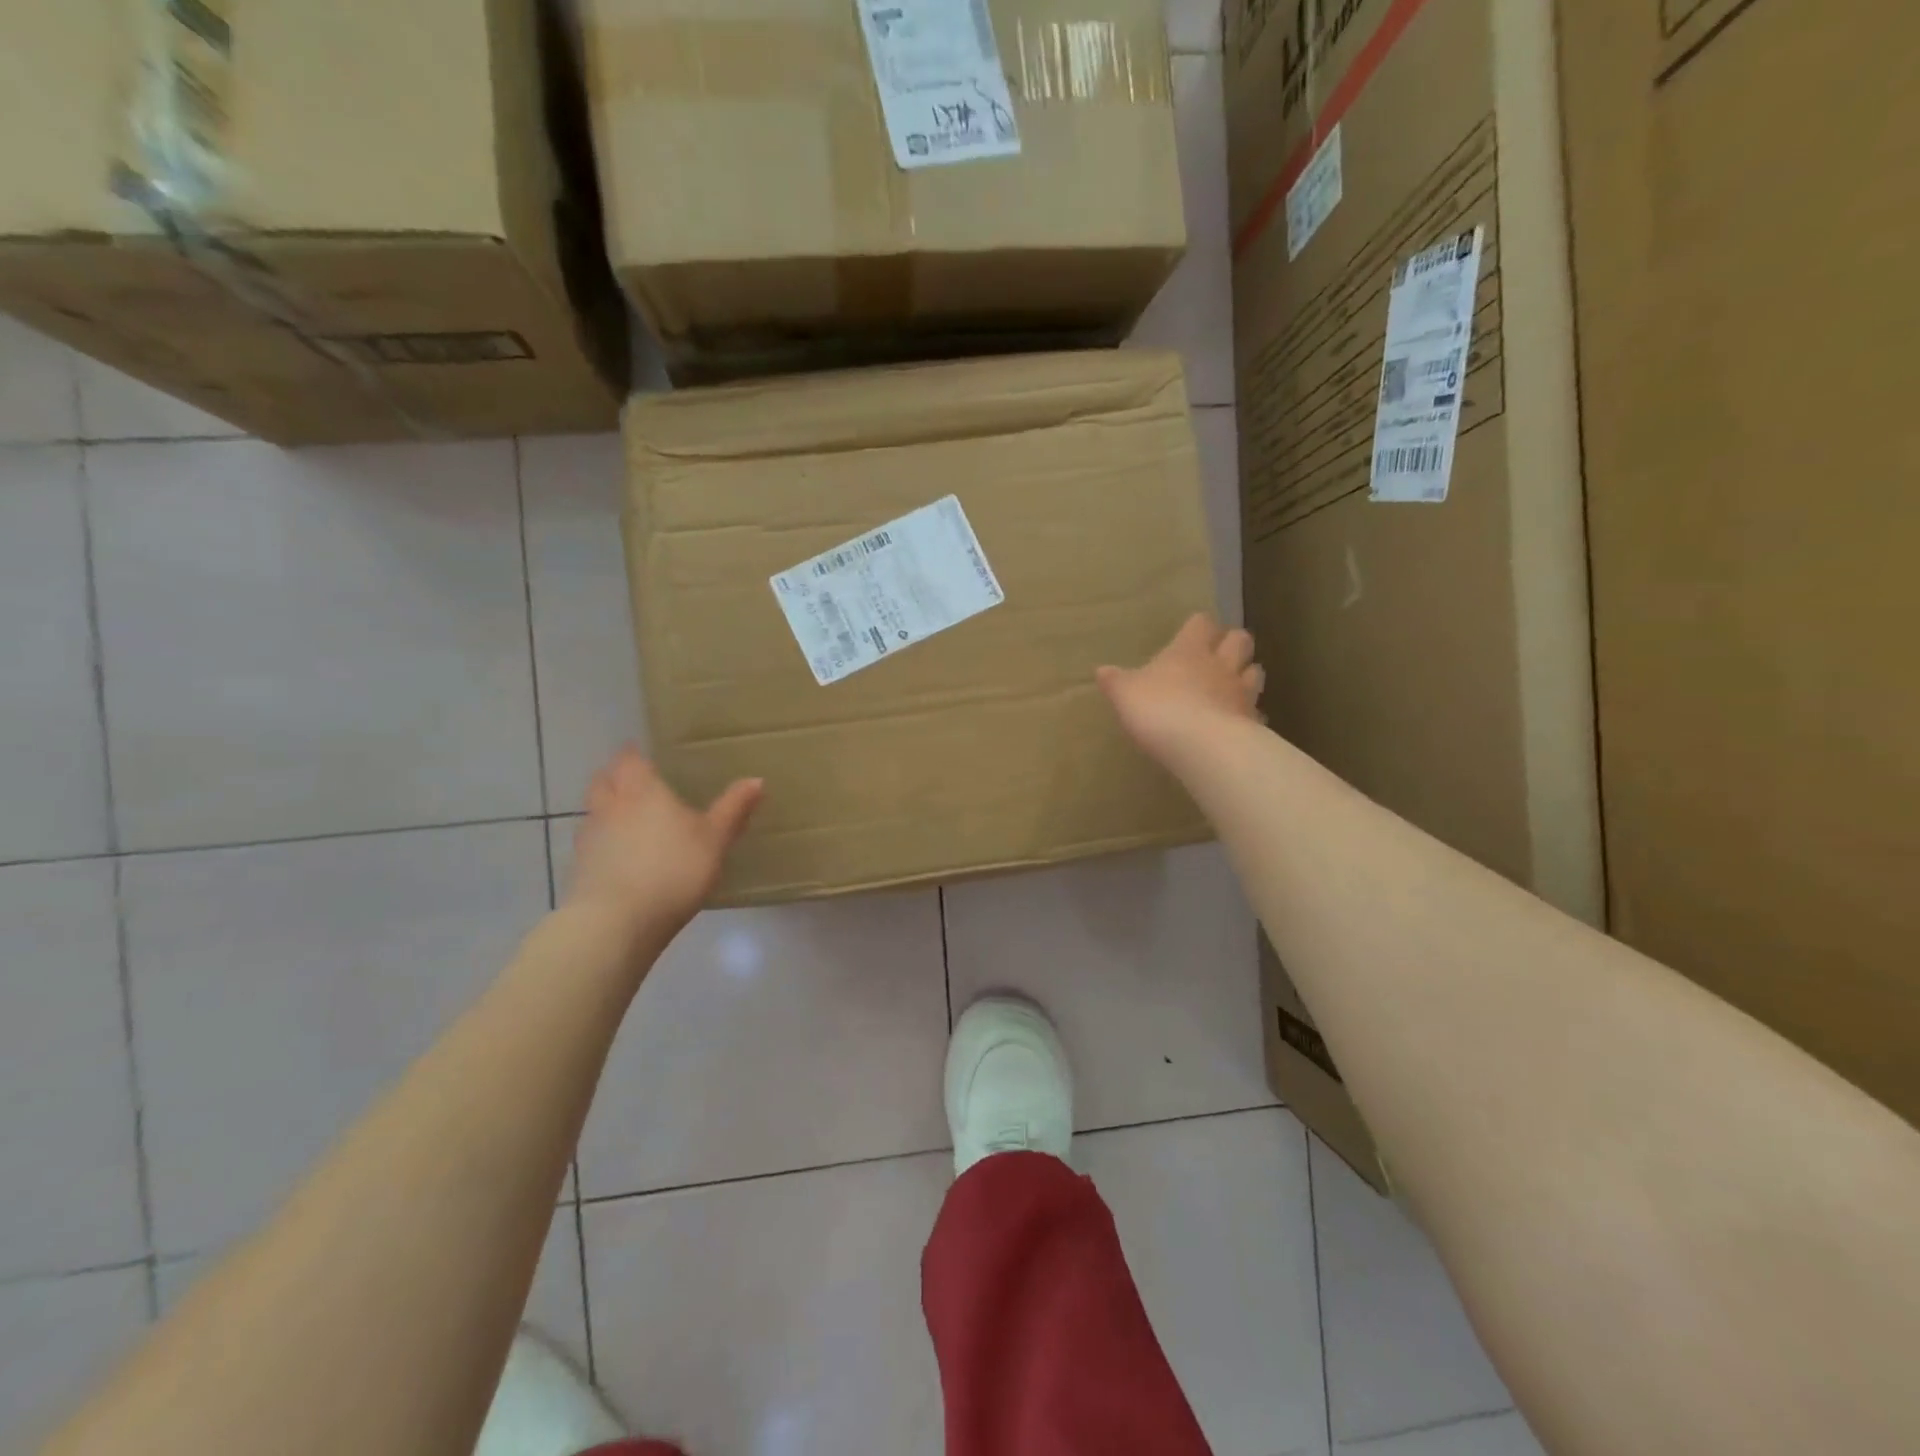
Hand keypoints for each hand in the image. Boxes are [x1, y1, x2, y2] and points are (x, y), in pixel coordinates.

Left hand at [564, 747, 762, 946]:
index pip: (629, 760)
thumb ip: (733, 809)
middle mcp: (610, 806)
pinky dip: (604, 844)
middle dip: (615, 777)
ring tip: (629, 821)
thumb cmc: (673, 869)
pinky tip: (622, 859)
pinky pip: (592, 845)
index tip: (645, 756)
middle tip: (634, 782)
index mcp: (642, 791)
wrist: (617, 922)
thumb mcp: (715, 839)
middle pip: (603, 780)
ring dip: (607, 810)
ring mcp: (589, 838)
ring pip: (594, 812)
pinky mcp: (580, 870)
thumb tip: (757, 780)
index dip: (635, 755)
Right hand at [1097, 614, 1264, 764]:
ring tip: (1232, 685)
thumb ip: (1115, 681)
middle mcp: (1220, 664)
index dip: (1198, 626)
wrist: (1202, 746)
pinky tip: (1237, 724)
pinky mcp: (1252, 722)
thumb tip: (1102, 670)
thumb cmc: (1158, 709)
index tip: (1191, 633)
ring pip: (1255, 672)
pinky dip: (1249, 715)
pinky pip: (1255, 713)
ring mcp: (1241, 693)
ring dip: (1246, 674)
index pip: (1201, 624)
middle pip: (1240, 640)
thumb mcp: (1124, 694)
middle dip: (1232, 643)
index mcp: (1189, 650)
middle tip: (1218, 655)